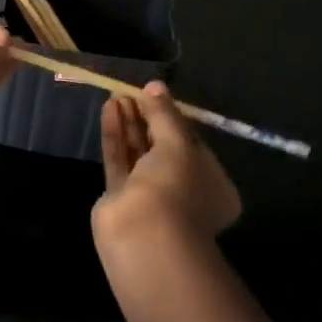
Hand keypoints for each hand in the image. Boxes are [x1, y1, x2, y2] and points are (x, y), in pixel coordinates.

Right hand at [93, 82, 241, 242]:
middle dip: (147, 117)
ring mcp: (150, 196)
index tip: (155, 94)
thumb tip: (155, 86)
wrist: (144, 235)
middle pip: (162, 146)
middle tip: (131, 91)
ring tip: (117, 95)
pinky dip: (115, 135)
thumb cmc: (176, 187)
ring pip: (138, 152)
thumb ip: (165, 114)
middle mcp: (183, 190)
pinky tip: (109, 109)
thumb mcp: (178, 143)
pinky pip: (119, 159)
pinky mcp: (120, 197)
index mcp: (212, 184)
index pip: (192, 143)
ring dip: (129, 123)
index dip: (173, 117)